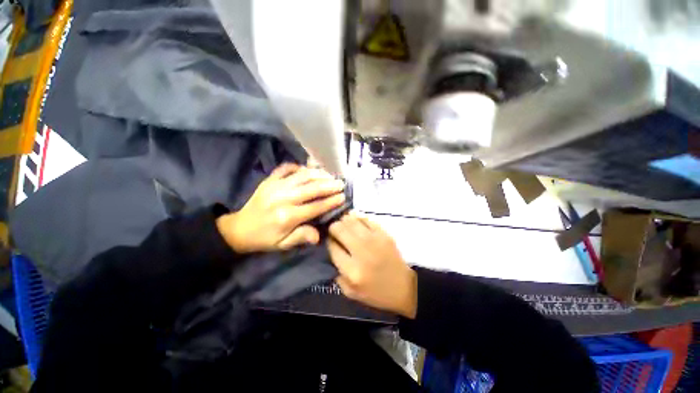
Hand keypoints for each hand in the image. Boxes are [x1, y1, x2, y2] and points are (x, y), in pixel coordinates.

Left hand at [217, 163, 345, 252]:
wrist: (239, 228)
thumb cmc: (264, 238)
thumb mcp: (282, 245)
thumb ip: (301, 237)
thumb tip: (319, 235)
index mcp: (287, 217)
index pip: (315, 207)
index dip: (331, 201)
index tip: (343, 197)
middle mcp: (283, 198)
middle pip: (311, 188)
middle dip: (329, 185)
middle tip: (341, 183)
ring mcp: (275, 186)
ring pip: (302, 176)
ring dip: (318, 174)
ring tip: (329, 175)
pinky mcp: (269, 179)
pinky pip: (286, 168)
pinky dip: (298, 166)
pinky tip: (307, 169)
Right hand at [328, 213, 416, 317]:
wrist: (403, 287)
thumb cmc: (376, 293)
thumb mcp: (351, 292)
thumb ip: (337, 274)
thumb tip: (332, 251)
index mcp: (352, 270)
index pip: (333, 247)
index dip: (328, 241)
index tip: (329, 239)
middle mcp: (362, 252)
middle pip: (340, 229)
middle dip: (333, 227)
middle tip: (334, 229)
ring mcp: (375, 240)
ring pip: (352, 221)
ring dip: (344, 220)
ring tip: (343, 223)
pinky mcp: (384, 234)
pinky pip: (366, 219)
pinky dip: (358, 218)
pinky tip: (356, 222)